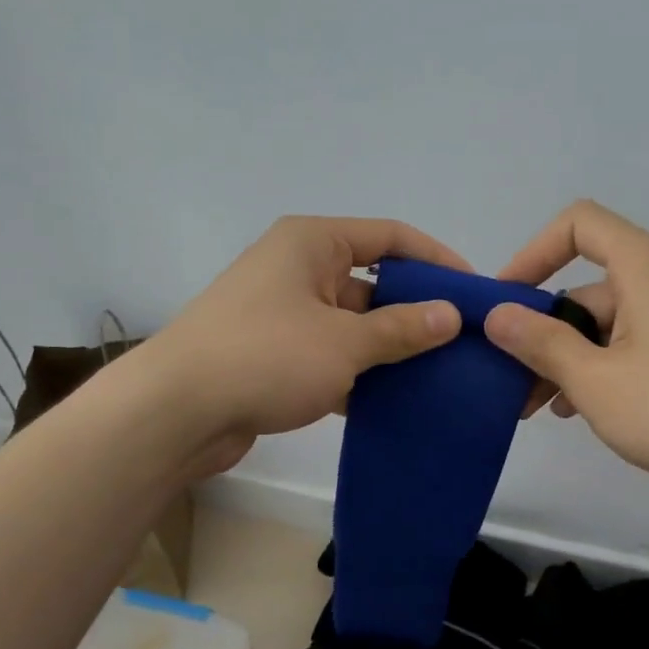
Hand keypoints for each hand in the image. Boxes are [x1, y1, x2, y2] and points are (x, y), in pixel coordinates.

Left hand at [144, 217, 466, 459]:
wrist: (175, 412)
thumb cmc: (265, 356)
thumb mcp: (345, 341)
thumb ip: (402, 328)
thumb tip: (451, 315)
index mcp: (313, 243)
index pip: (390, 236)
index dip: (436, 259)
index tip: (473, 290)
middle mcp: (298, 269)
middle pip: (373, 282)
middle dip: (416, 312)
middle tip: (462, 342)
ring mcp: (283, 313)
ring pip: (352, 325)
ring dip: (389, 349)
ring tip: (439, 376)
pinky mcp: (273, 355)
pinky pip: (330, 356)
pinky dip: (358, 375)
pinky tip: (393, 403)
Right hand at [485, 200, 648, 498]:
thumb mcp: (594, 379)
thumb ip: (540, 342)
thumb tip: (497, 314)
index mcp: (643, 266)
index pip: (577, 225)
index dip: (533, 253)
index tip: (505, 301)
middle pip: (585, 287)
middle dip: (542, 331)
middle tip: (510, 380)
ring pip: (604, 324)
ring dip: (565, 358)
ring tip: (538, 409)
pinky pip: (629, 344)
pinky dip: (598, 368)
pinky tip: (578, 411)